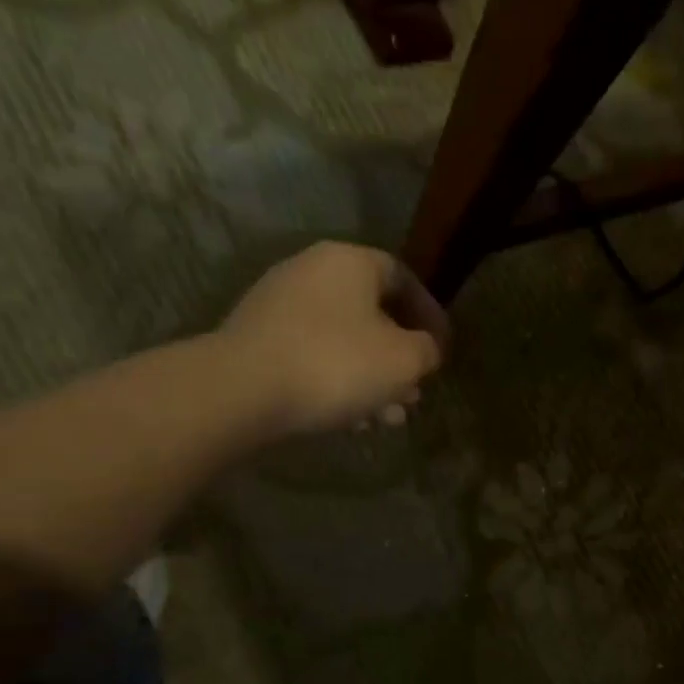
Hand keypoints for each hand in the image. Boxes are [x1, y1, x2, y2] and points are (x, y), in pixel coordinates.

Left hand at [219, 242, 449, 434]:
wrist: (242, 390)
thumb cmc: (337, 364)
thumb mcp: (405, 360)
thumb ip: (428, 349)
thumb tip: (425, 349)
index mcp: (351, 262)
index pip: (404, 278)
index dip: (430, 315)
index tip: (442, 349)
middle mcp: (312, 271)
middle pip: (372, 313)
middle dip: (399, 357)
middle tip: (416, 391)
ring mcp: (279, 304)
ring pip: (344, 340)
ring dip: (372, 378)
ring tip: (389, 417)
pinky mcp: (257, 338)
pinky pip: (313, 355)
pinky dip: (338, 382)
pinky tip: (352, 420)